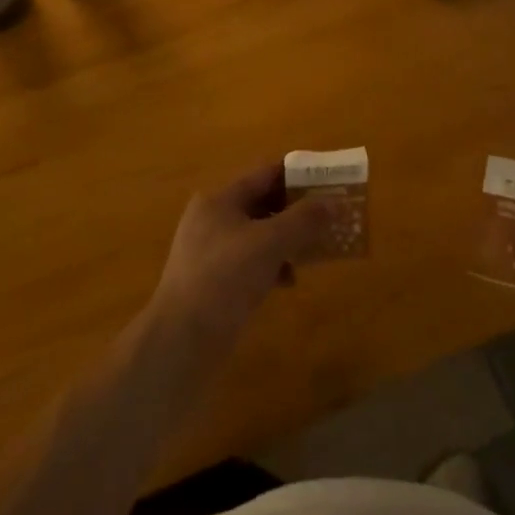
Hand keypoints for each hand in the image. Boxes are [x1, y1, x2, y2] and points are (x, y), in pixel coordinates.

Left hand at [147, 163, 335, 371]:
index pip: (265, 175)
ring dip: (286, 241)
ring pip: (257, 236)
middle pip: (262, 204)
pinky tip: (287, 282)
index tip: (328, 183)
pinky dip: (271, 266)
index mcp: (220, 200)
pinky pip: (249, 262)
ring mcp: (210, 251)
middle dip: (295, 212)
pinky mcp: (212, 281)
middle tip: (328, 219)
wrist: (182, 339)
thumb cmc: (225, 278)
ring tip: (313, 253)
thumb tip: (333, 203)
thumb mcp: (269, 243)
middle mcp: (212, 219)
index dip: (298, 176)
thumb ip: (303, 220)